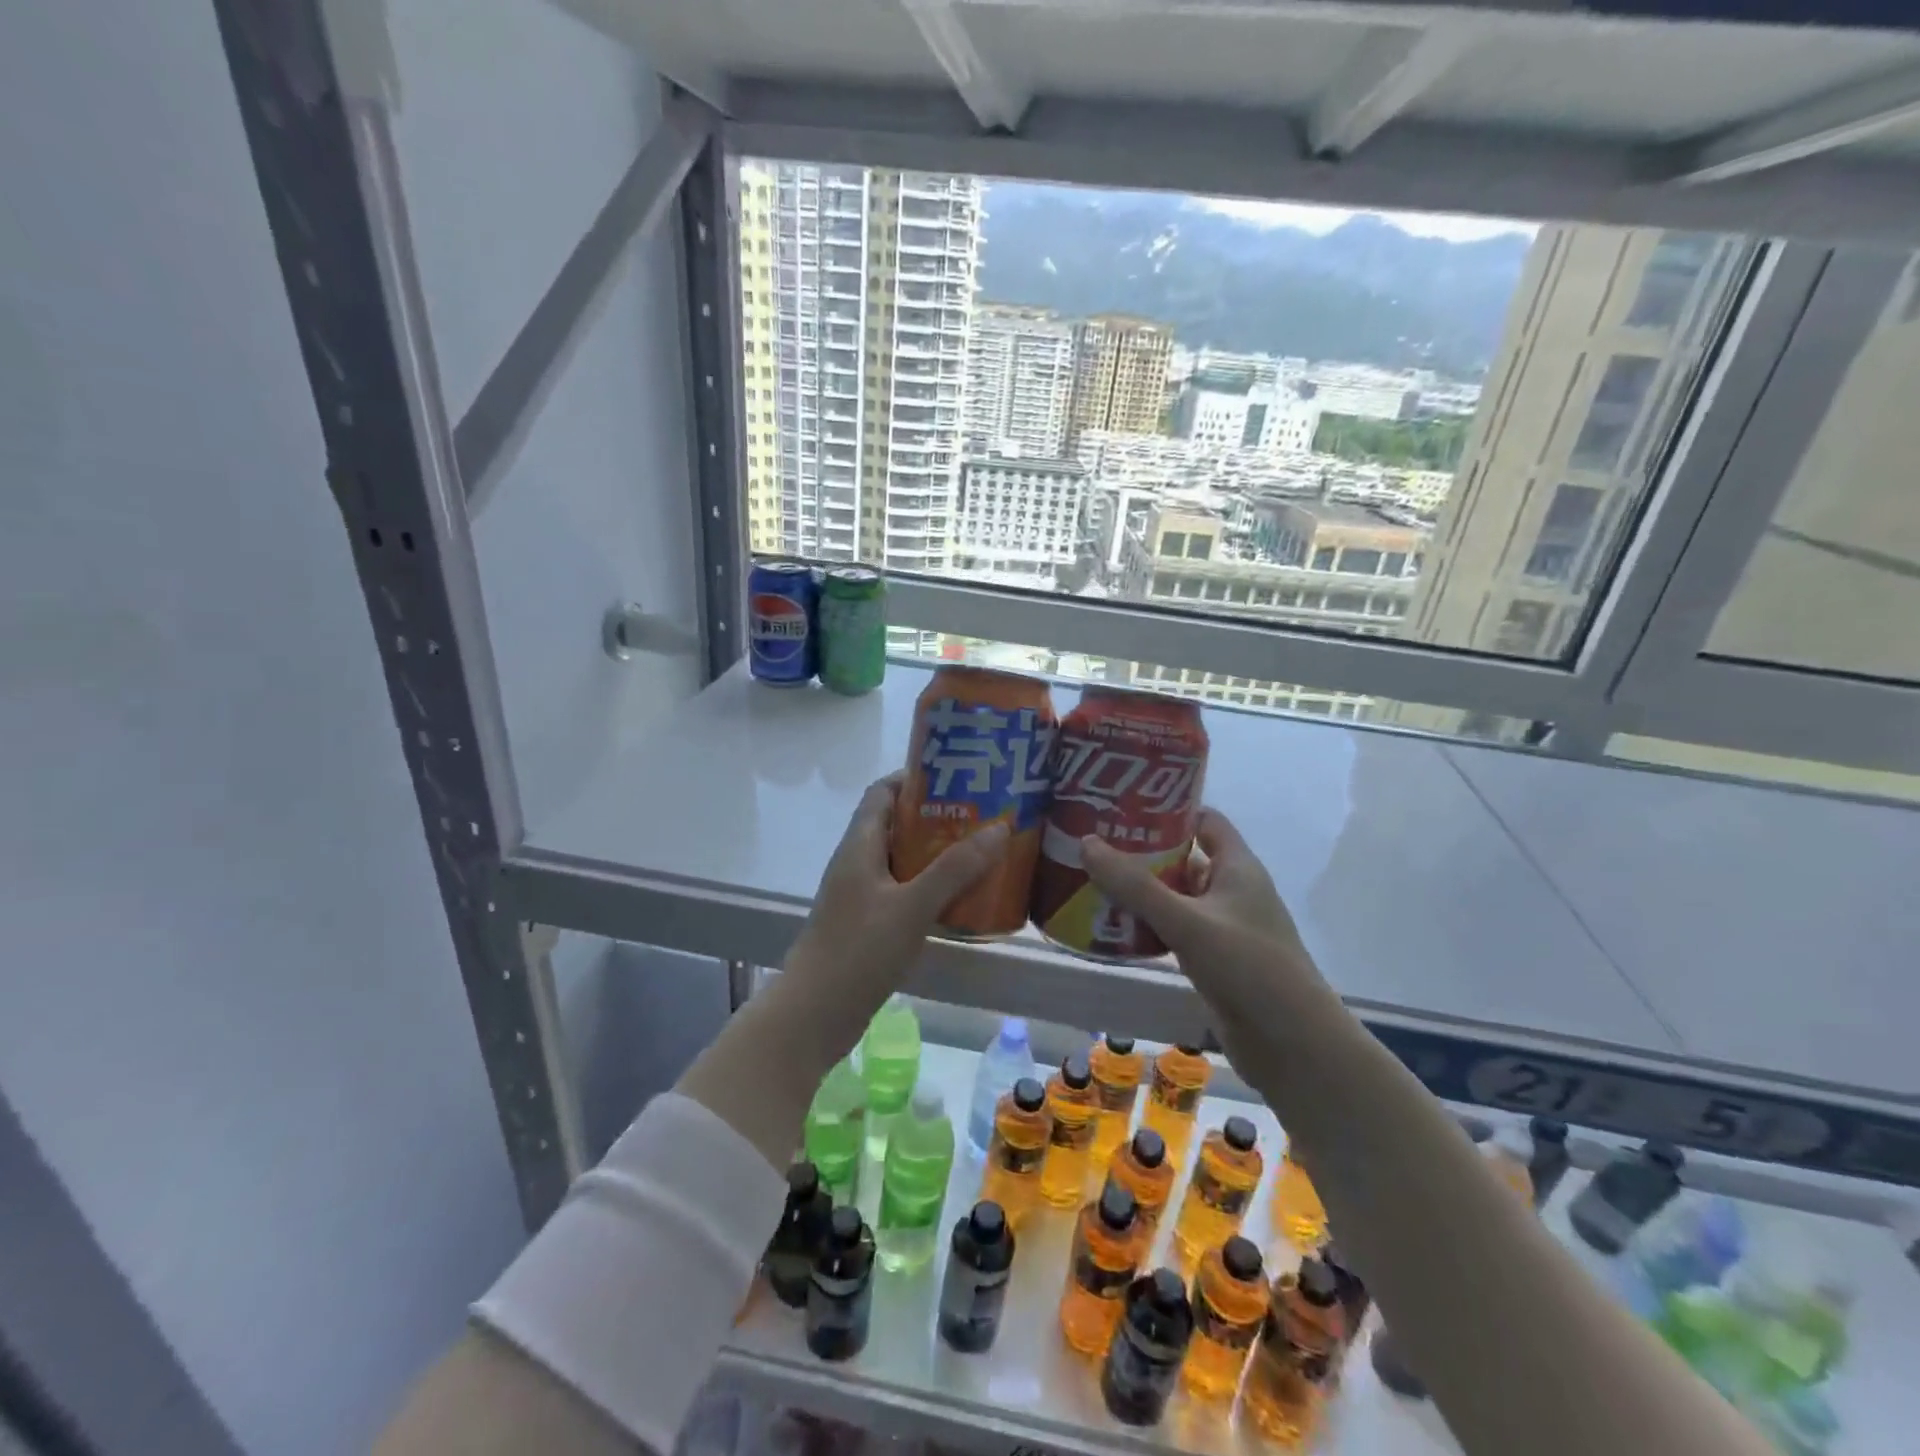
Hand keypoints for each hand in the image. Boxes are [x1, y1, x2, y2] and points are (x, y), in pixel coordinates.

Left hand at [788, 773, 1009, 1013]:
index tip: (959, 776)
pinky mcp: (868, 925)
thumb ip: (955, 868)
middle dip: (938, 817)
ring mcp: (861, 896)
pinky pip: (903, 893)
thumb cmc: (858, 951)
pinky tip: (961, 900)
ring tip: (982, 853)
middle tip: (983, 817)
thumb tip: (999, 826)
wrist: (813, 1016)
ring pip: (903, 861)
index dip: (917, 778)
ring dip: (937, 855)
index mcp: (860, 845)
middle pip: (897, 825)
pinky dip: (931, 888)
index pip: (884, 792)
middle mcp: (858, 863)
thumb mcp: (912, 906)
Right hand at [1079, 808, 1315, 996]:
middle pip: (1184, 858)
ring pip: (1176, 897)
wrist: (1293, 1046)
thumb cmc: (1248, 968)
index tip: (1124, 805)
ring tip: (1092, 881)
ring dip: (1141, 892)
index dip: (1169, 809)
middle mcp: (1231, 891)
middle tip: (1095, 844)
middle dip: (1142, 852)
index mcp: (1238, 867)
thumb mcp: (1187, 921)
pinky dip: (1147, 926)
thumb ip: (1135, 885)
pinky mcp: (1214, 960)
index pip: (1204, 820)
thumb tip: (1087, 842)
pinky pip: (1174, 931)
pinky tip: (1113, 929)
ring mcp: (1224, 928)